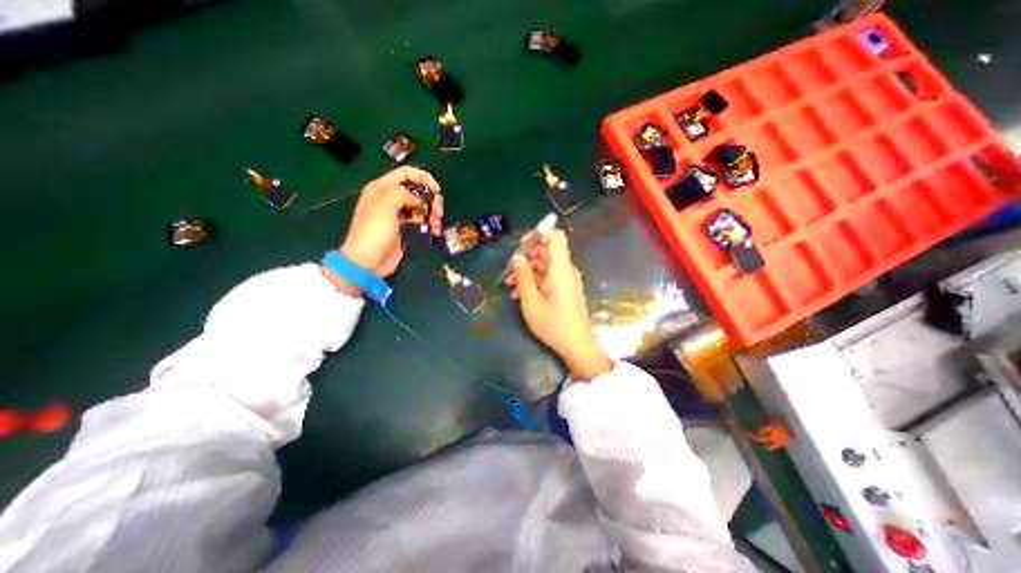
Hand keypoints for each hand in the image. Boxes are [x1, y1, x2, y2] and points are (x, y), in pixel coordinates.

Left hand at [322, 164, 442, 296]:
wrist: (367, 261)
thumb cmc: (374, 231)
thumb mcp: (385, 205)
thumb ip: (403, 194)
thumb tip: (418, 200)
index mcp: (382, 188)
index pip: (406, 173)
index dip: (423, 177)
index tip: (436, 190)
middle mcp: (391, 199)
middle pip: (418, 191)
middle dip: (431, 199)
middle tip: (438, 212)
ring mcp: (399, 216)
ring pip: (422, 207)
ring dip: (433, 213)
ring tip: (436, 224)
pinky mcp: (405, 230)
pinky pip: (421, 222)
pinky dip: (430, 224)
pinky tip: (435, 230)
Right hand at [503, 227, 608, 380]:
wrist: (576, 345)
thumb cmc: (553, 323)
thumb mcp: (531, 301)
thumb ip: (523, 276)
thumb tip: (517, 258)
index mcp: (560, 268)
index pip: (555, 236)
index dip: (538, 235)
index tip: (521, 246)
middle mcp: (566, 270)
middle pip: (547, 251)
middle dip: (526, 257)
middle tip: (510, 270)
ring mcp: (567, 280)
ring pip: (545, 265)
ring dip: (527, 271)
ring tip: (511, 286)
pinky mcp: (566, 289)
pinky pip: (549, 277)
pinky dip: (535, 281)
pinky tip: (520, 294)